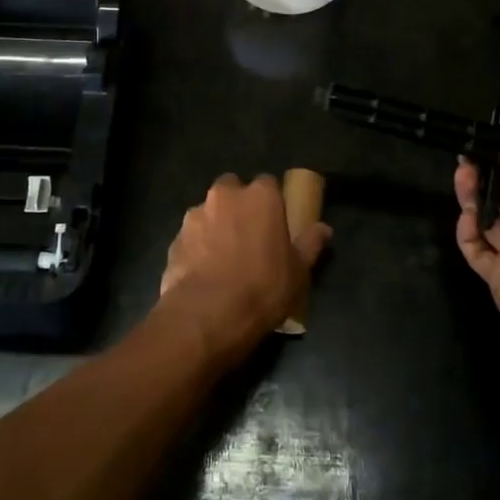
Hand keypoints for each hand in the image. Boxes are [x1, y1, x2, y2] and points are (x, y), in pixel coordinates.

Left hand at [159, 174, 331, 364]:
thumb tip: (324, 228)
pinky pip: (191, 237)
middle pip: (233, 189)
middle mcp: (225, 195)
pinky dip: (197, 247)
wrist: (207, 315)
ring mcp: (195, 214)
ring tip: (223, 259)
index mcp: (260, 196)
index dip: (272, 203)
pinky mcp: (174, 238)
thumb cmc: (262, 287)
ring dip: (216, 225)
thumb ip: (310, 244)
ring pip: (209, 211)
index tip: (275, 224)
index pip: (268, 184)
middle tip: (249, 237)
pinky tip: (204, 273)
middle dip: (239, 206)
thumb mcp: (298, 271)